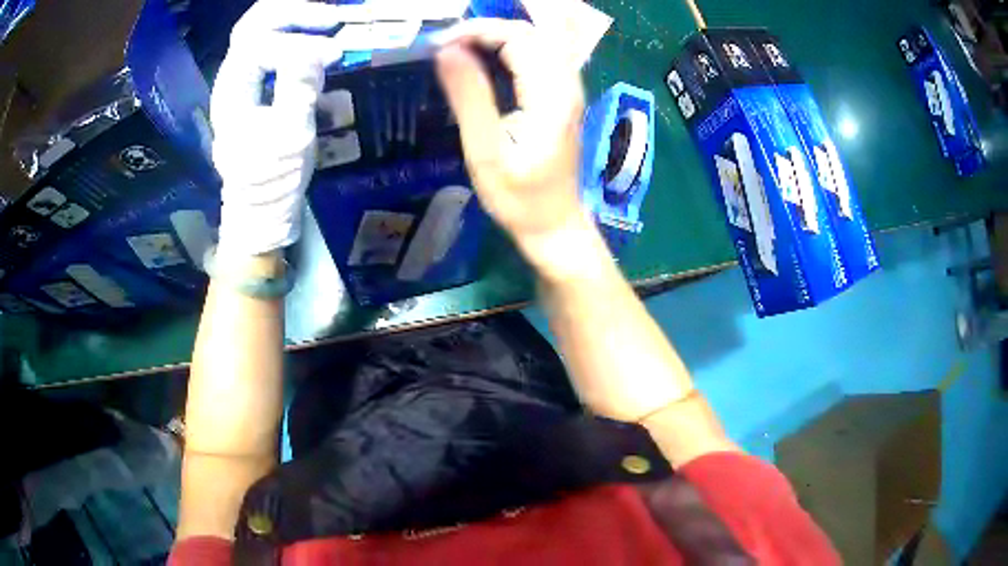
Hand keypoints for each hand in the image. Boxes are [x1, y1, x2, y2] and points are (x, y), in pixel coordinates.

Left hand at [211, 0, 346, 256]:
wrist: (260, 208)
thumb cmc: (273, 178)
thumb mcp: (290, 134)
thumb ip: (299, 86)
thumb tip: (319, 49)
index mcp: (233, 89)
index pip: (260, 43)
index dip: (297, 42)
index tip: (334, 54)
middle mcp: (232, 78)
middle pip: (255, 24)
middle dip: (294, 13)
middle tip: (332, 17)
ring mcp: (242, 81)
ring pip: (261, 31)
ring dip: (294, 20)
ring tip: (328, 22)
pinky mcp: (255, 88)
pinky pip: (271, 47)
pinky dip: (294, 36)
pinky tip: (316, 41)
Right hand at [435, 19, 587, 268]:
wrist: (553, 223)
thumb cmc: (518, 198)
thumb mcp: (485, 152)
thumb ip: (469, 97)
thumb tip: (446, 50)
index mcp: (550, 95)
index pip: (518, 37)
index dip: (477, 31)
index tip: (440, 46)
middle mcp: (567, 84)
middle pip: (534, 30)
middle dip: (489, 26)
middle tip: (450, 39)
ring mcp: (569, 88)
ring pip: (542, 37)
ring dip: (503, 31)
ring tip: (465, 39)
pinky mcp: (563, 96)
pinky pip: (542, 53)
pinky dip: (514, 43)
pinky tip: (491, 51)